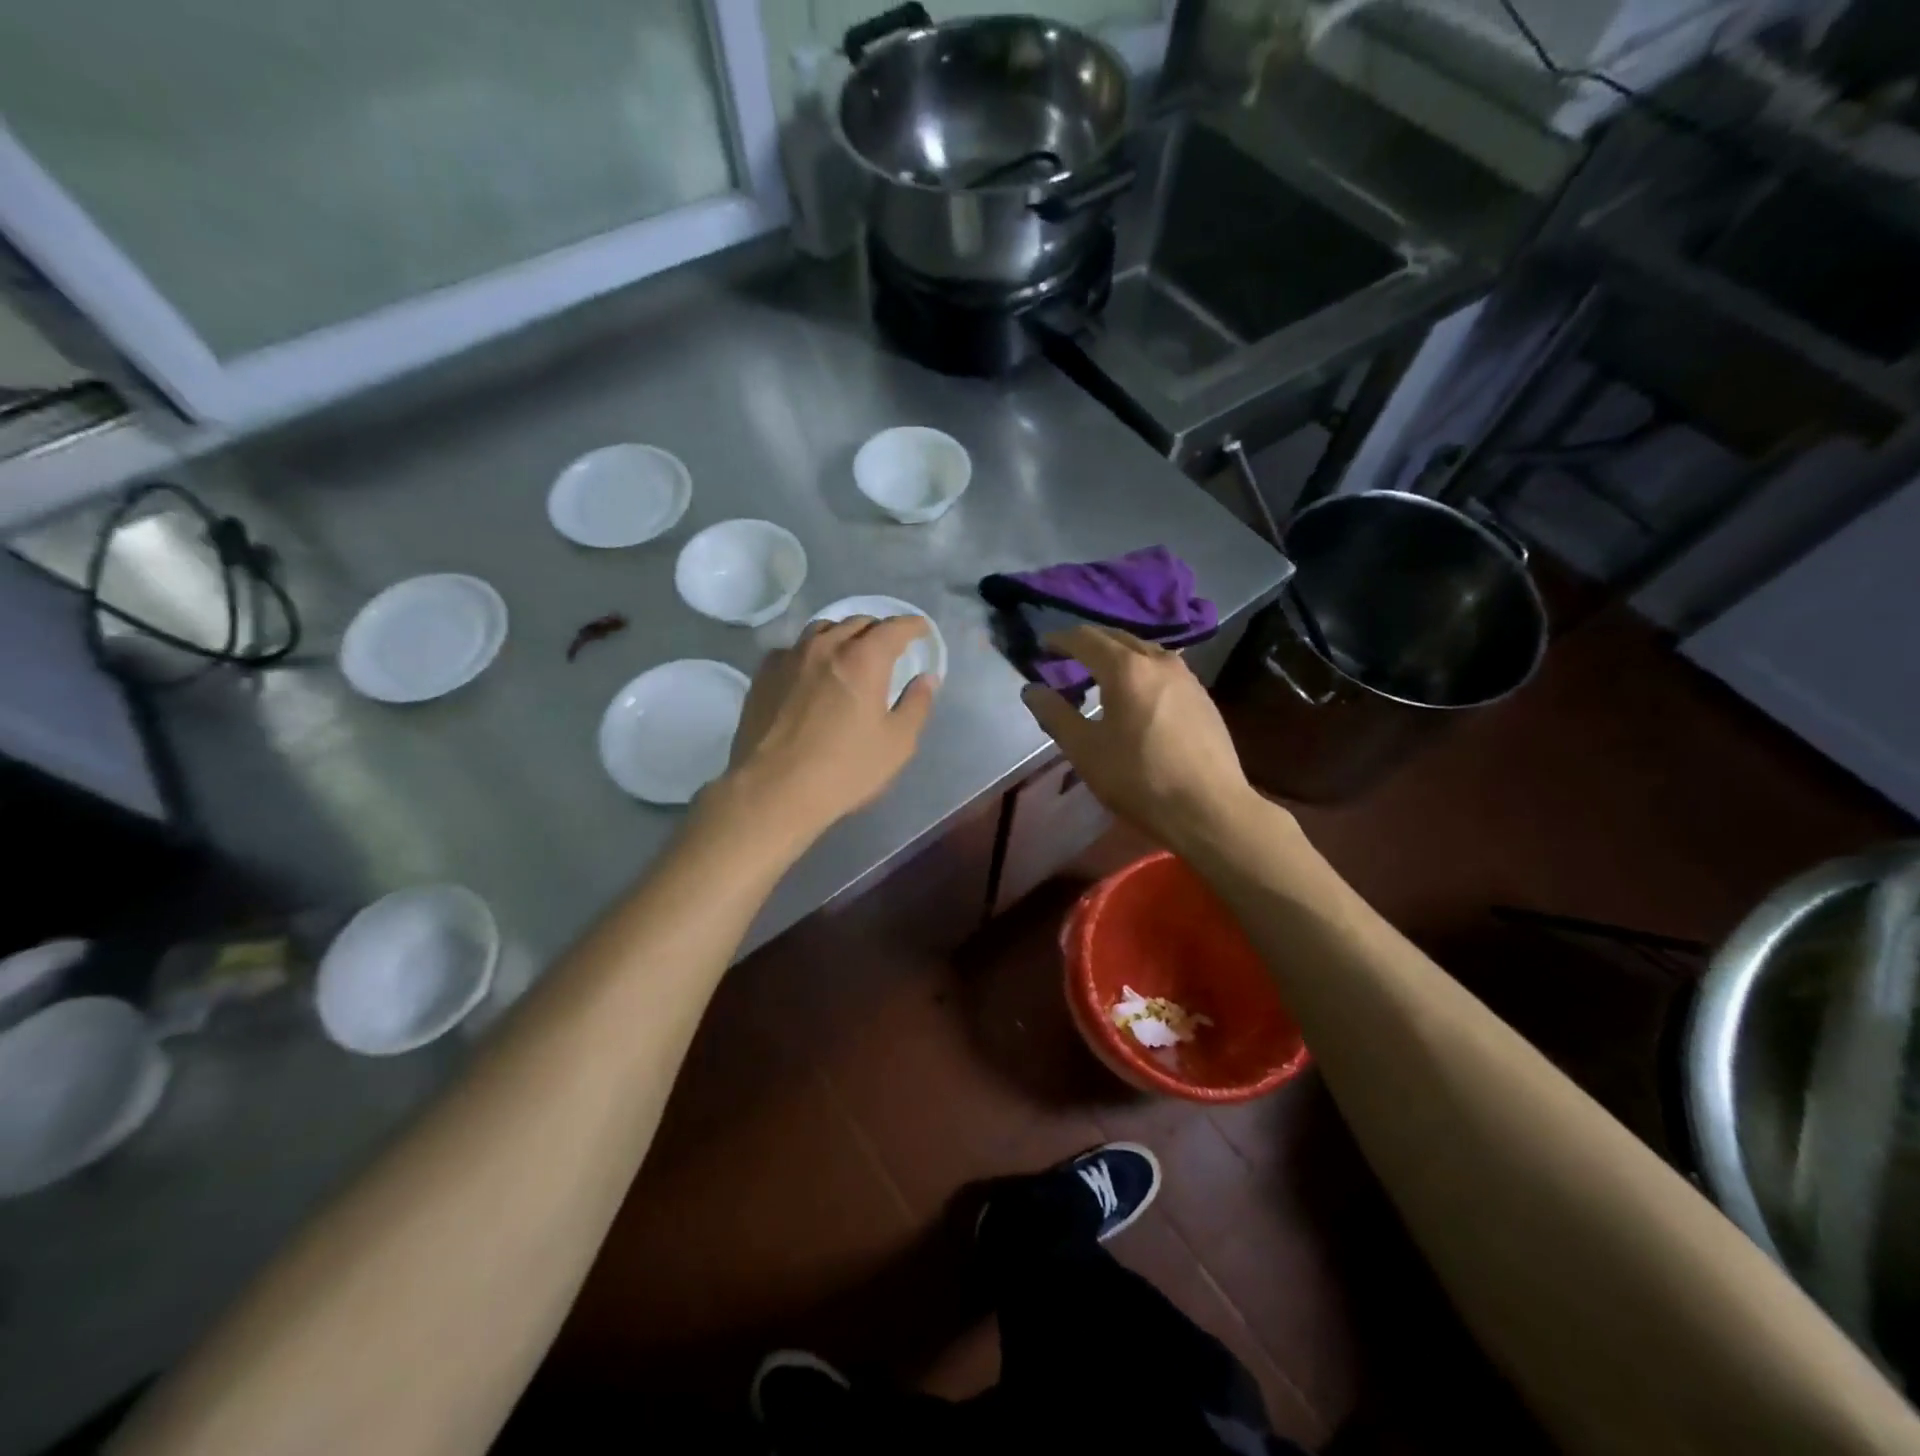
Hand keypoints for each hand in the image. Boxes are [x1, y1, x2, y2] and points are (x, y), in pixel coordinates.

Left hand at [718, 615, 936, 844]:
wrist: (773, 791)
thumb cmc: (844, 770)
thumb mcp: (897, 744)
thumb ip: (917, 705)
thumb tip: (926, 678)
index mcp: (864, 659)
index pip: (894, 627)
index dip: (912, 626)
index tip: (920, 631)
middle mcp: (826, 646)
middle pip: (858, 622)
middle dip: (878, 630)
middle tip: (888, 648)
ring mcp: (790, 657)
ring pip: (822, 629)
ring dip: (843, 635)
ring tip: (849, 653)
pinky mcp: (764, 674)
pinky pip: (793, 648)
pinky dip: (811, 652)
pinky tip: (811, 672)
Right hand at [1021, 625, 1254, 849]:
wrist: (1209, 809)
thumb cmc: (1139, 778)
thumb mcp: (1085, 750)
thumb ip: (1055, 714)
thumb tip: (1032, 690)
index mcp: (1126, 668)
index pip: (1086, 638)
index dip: (1060, 639)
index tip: (1042, 645)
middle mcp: (1159, 660)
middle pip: (1117, 638)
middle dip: (1089, 642)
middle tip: (1066, 655)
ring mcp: (1187, 677)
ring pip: (1144, 651)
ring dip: (1117, 655)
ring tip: (1099, 673)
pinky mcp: (1202, 697)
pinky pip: (1163, 669)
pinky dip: (1140, 670)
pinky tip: (1135, 694)